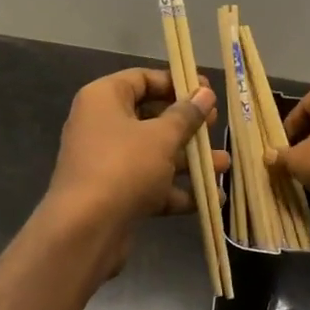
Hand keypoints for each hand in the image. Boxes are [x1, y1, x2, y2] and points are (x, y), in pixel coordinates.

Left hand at [43, 68, 227, 248]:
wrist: (85, 230)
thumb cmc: (124, 167)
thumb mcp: (162, 137)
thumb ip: (186, 115)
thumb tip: (205, 93)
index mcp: (104, 99)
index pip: (142, 79)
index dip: (176, 83)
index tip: (206, 91)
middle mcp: (101, 126)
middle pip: (150, 117)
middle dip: (187, 126)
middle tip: (215, 127)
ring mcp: (106, 162)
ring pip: (153, 154)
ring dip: (188, 160)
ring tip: (223, 166)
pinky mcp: (114, 194)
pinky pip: (149, 184)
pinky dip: (176, 190)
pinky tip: (210, 198)